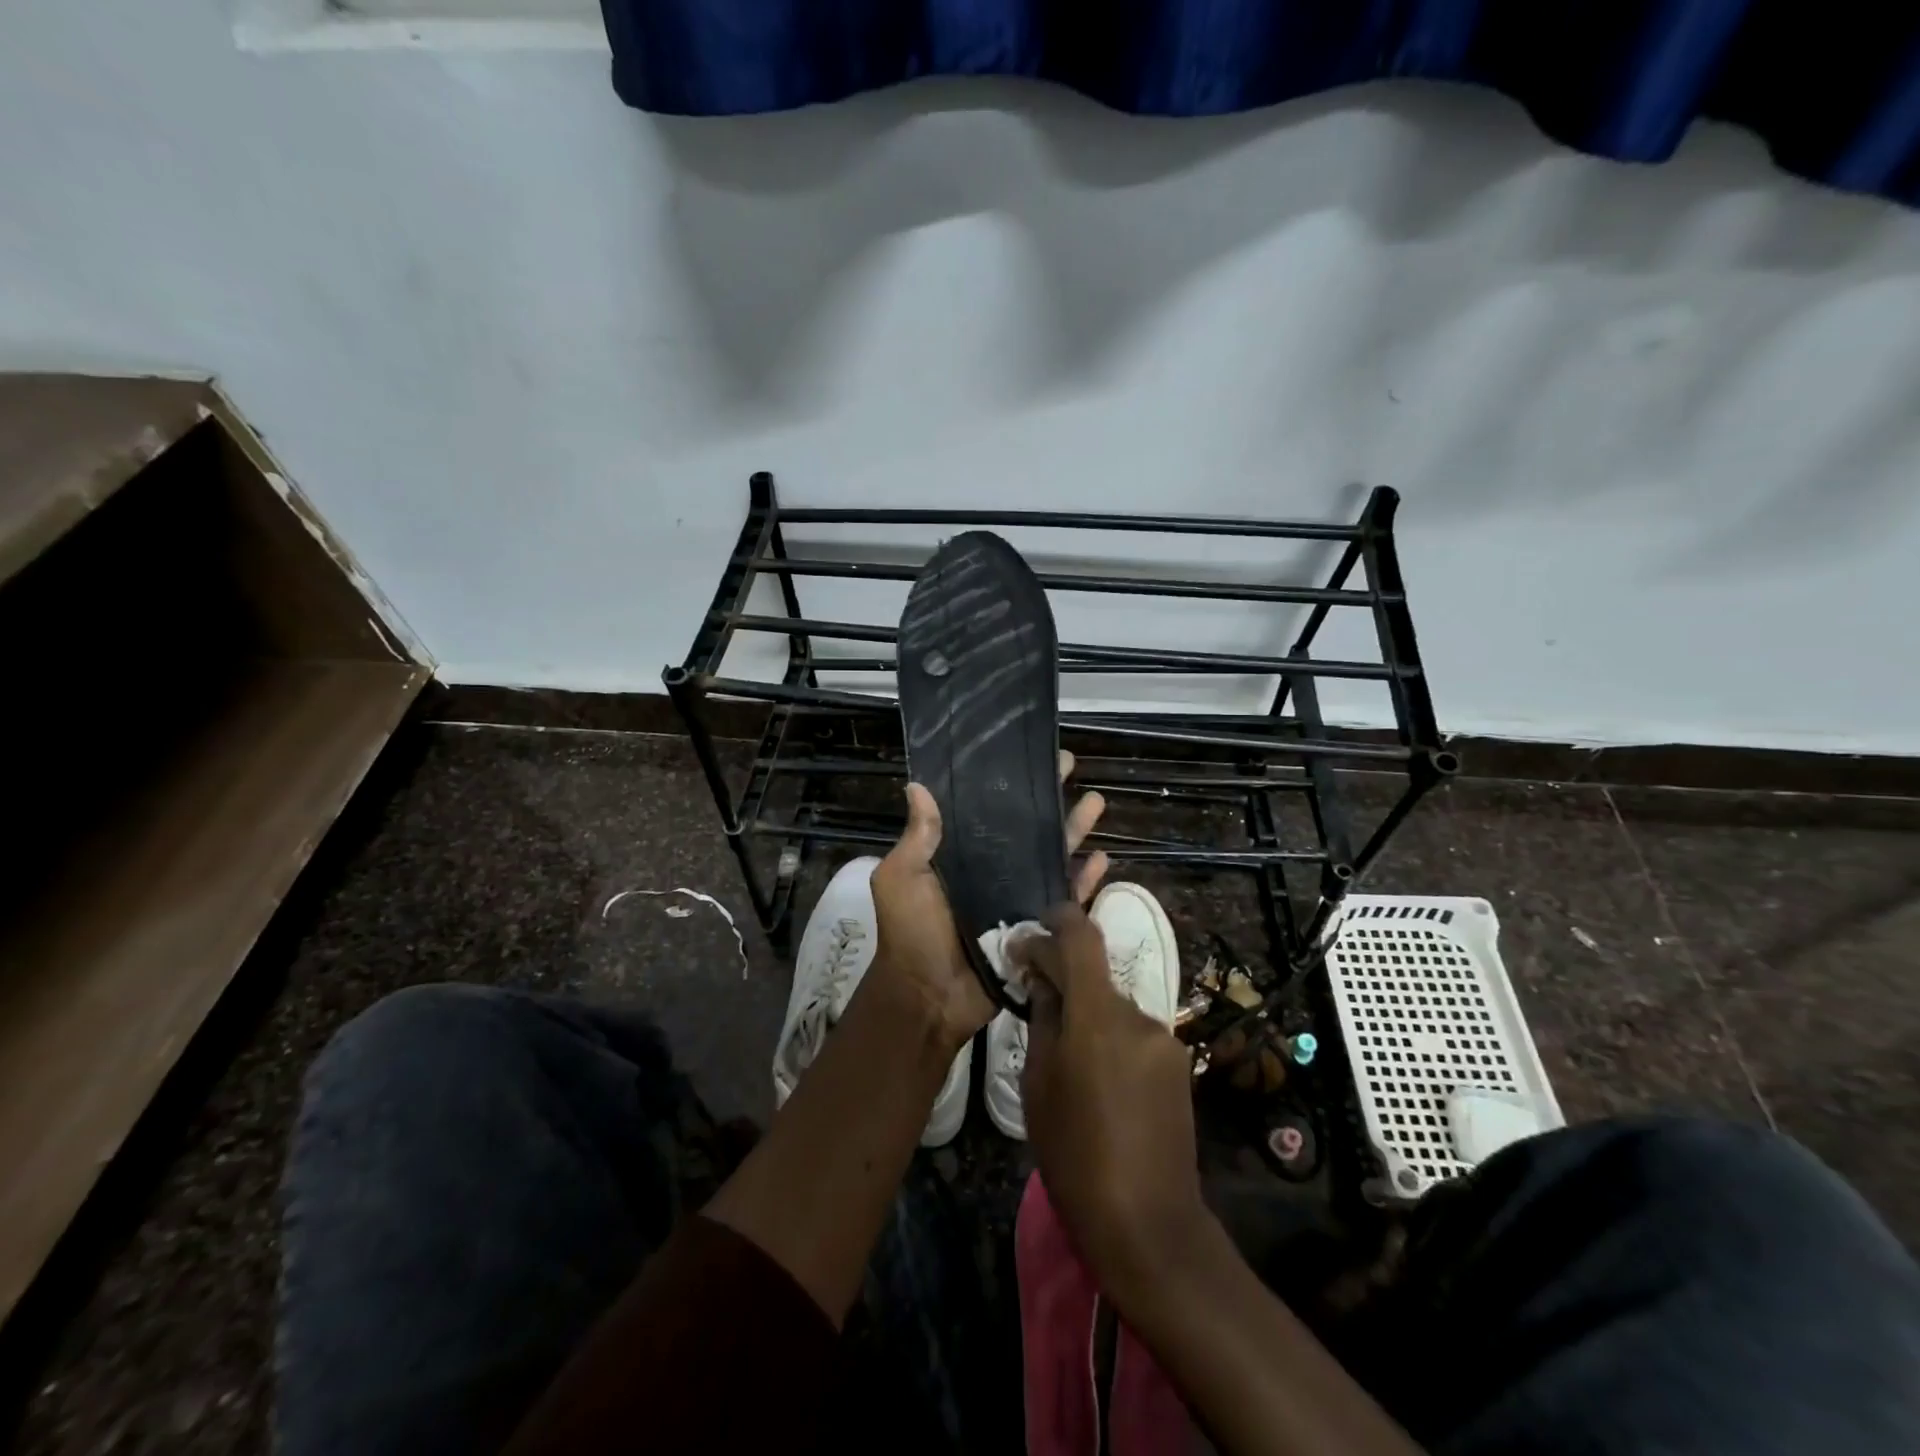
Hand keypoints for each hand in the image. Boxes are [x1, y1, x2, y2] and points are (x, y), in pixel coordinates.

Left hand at [868, 753, 1109, 1050]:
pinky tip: (1102, 858)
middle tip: (1071, 765)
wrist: (929, 996)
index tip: (1025, 755)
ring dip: (1074, 830)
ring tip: (1096, 802)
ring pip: (1051, 856)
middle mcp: (990, 870)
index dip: (1006, 784)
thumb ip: (917, 836)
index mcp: (958, 855)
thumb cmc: (911, 932)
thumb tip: (917, 785)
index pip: (986, 810)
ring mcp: (1016, 897)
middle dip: (1048, 797)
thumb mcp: (902, 878)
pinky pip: (1064, 898)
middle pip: (1026, 827)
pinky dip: (1083, 879)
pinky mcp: (1036, 925)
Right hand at [1015, 902, 1207, 1298]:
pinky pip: (1133, 1033)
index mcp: (1097, 1015)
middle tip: (1034, 1000)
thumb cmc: (1075, 1155)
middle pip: (1095, 974)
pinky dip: (1110, 1038)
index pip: (1081, 936)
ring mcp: (1164, 1038)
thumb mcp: (1039, 1085)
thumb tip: (1042, 980)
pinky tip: (1099, 1079)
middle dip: (1063, 978)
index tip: (1026, 939)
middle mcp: (1137, 1014)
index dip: (1055, 921)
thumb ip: (1043, 1020)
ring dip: (1088, 1014)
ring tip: (1066, 1055)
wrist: (1148, 1223)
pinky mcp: (1178, 1062)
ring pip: (1113, 1006)